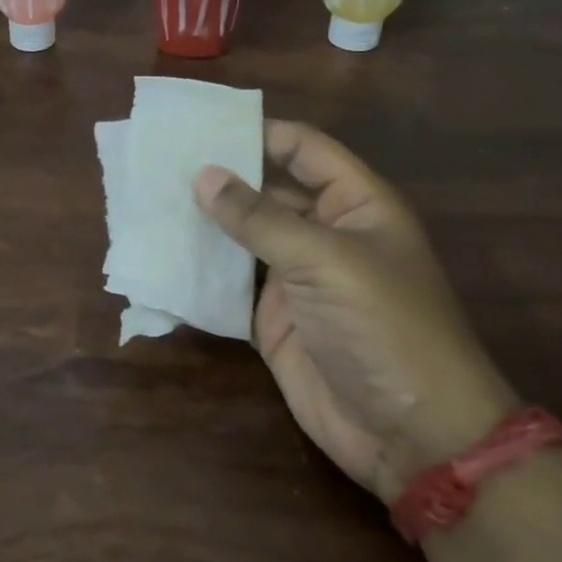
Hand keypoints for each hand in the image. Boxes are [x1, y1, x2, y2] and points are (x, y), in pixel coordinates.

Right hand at [193, 121, 516, 501]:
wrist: (412, 436)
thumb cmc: (383, 328)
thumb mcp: (325, 262)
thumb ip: (260, 218)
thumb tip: (201, 175)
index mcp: (355, 205)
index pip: (303, 149)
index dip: (257, 132)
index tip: (199, 126)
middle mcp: (324, 234)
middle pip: (267, 190)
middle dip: (220, 177)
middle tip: (159, 162)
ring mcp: (296, 278)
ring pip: (243, 237)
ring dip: (204, 223)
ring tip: (149, 200)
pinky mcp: (273, 319)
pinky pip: (230, 284)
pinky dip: (200, 271)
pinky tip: (160, 254)